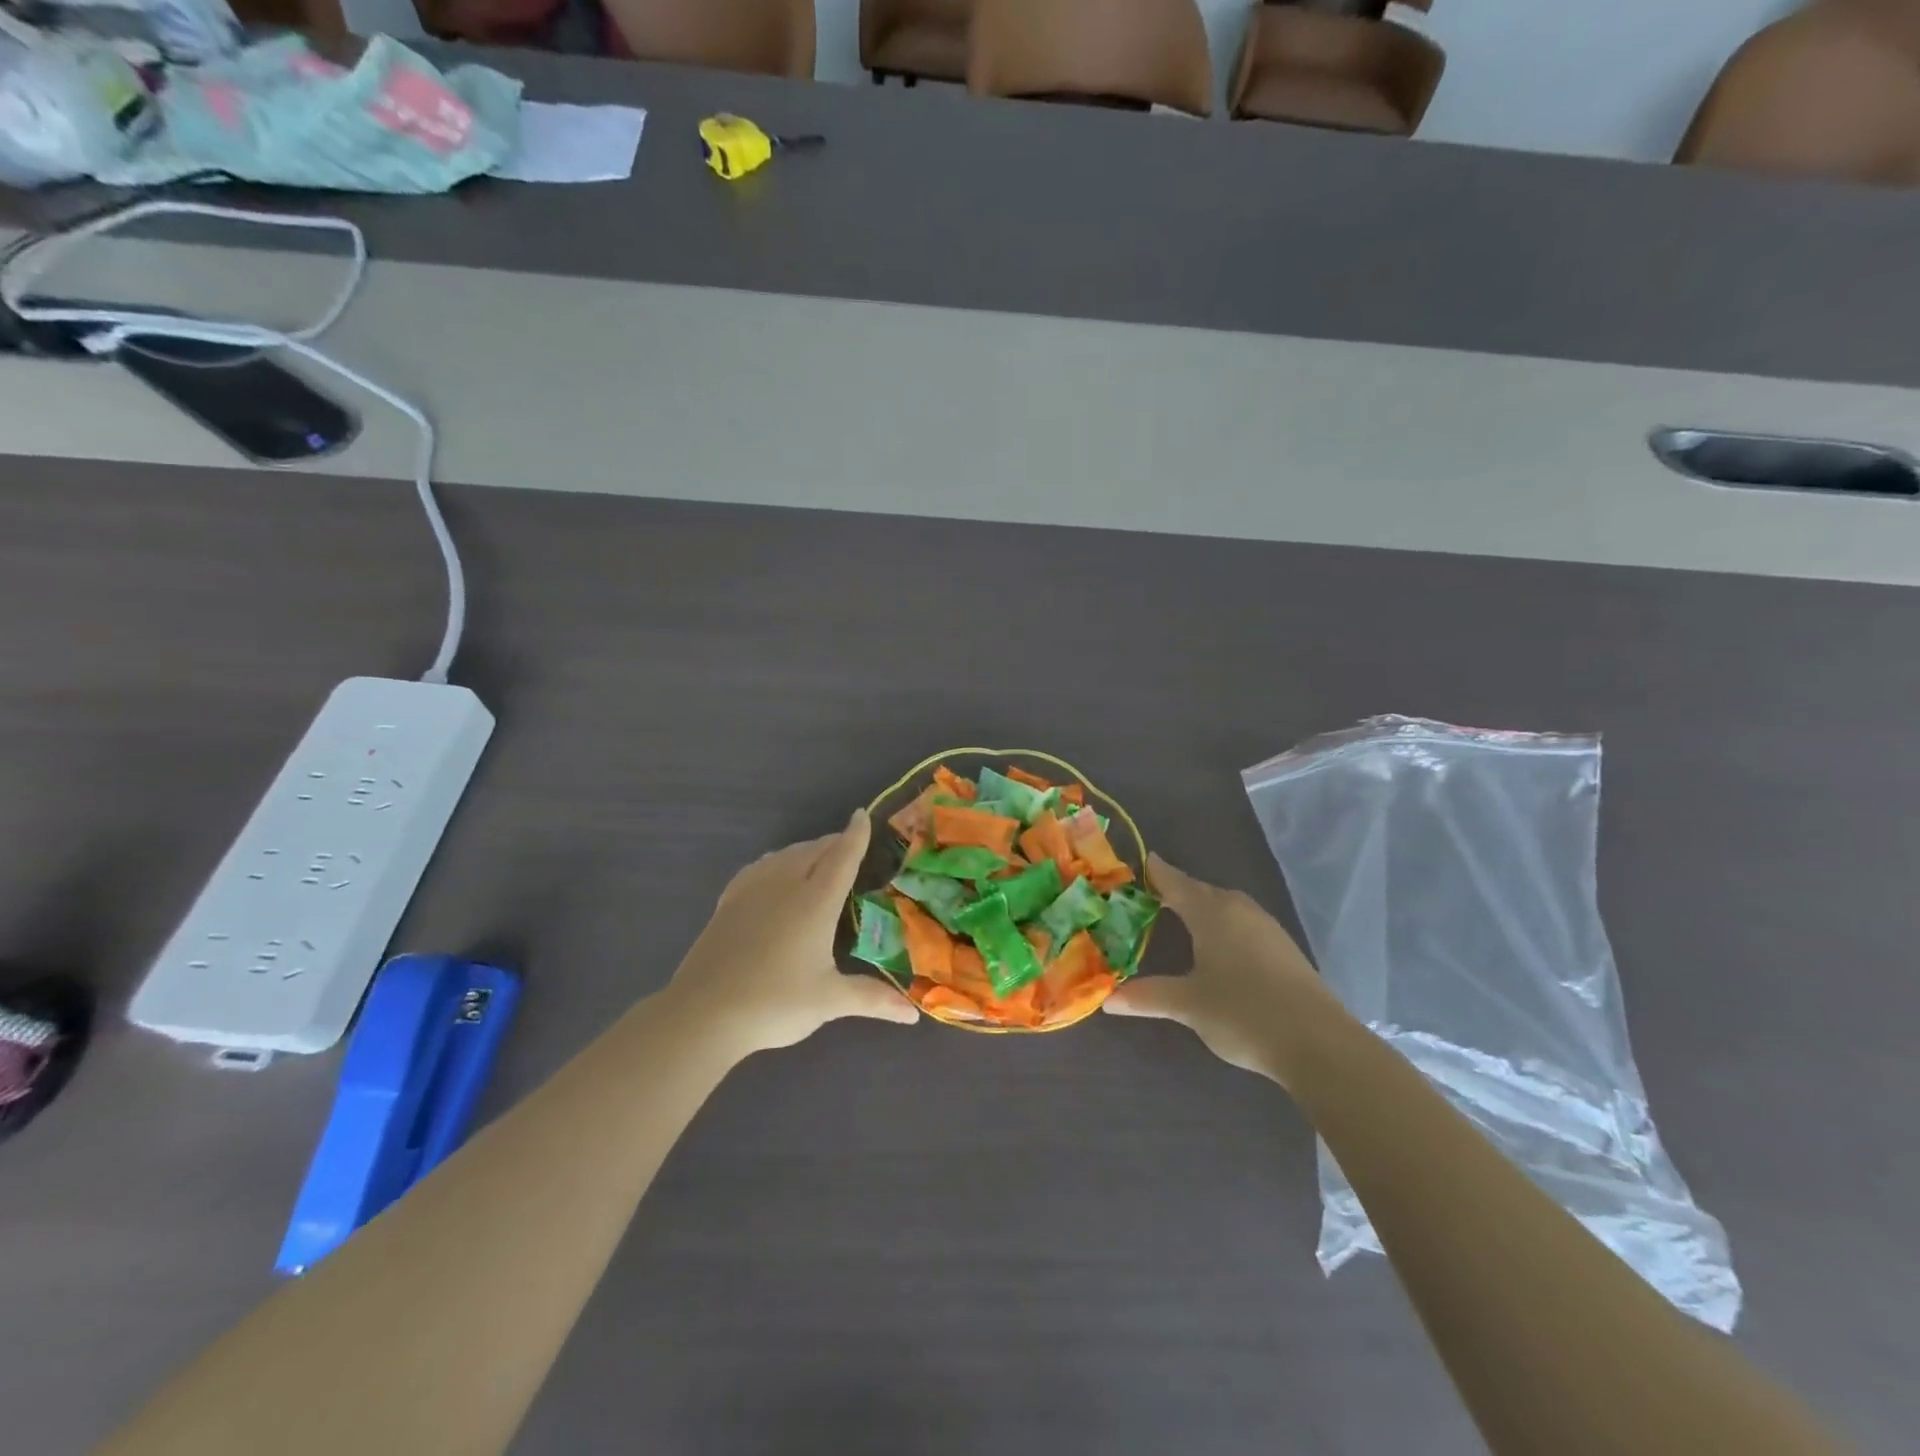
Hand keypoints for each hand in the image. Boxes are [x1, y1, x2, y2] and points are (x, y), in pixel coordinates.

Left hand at [666, 808, 918, 1054]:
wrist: (703, 1013)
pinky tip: (774, 873)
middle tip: (850, 847)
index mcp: (815, 901)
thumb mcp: (829, 1001)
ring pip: (785, 854)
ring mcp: (752, 890)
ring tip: (817, 859)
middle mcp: (785, 884)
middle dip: (834, 843)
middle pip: (814, 850)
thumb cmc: (775, 1002)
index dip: (855, 834)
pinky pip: (760, 867)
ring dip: (806, 850)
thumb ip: (872, 999)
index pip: (842, 856)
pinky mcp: (728, 902)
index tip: (863, 814)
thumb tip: (913, 1014)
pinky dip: (777, 862)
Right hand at [1103, 855, 1334, 1082]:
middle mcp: (1238, 909)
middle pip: (1201, 891)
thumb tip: (1108, 999)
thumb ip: (1148, 996)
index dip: (1157, 873)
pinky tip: (1221, 946)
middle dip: (1178, 891)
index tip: (1142, 861)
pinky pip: (1243, 923)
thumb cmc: (1244, 1013)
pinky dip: (1224, 926)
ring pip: (1226, 907)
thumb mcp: (1189, 1005)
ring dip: (1204, 908)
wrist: (1319, 1043)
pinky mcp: (1284, 948)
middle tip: (1153, 896)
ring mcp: (1266, 927)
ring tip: (1183, 918)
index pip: (1176, 882)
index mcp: (1211, 912)